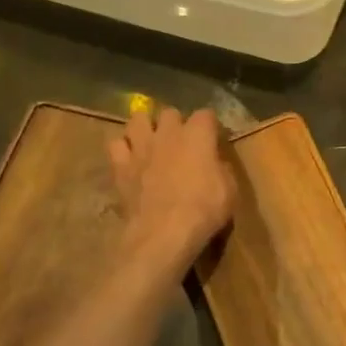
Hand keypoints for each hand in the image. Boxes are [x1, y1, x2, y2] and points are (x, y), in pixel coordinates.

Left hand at [108, 107, 234, 268]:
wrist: (163, 233)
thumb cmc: (204, 209)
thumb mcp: (230, 189)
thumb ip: (221, 168)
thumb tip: (214, 162)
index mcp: (198, 135)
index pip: (206, 114)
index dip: (210, 126)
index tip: (214, 139)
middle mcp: (168, 133)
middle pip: (170, 113)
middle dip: (176, 123)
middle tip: (182, 142)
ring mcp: (141, 147)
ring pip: (138, 119)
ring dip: (146, 127)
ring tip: (152, 141)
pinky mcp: (120, 166)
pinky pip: (116, 144)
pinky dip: (123, 148)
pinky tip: (131, 158)